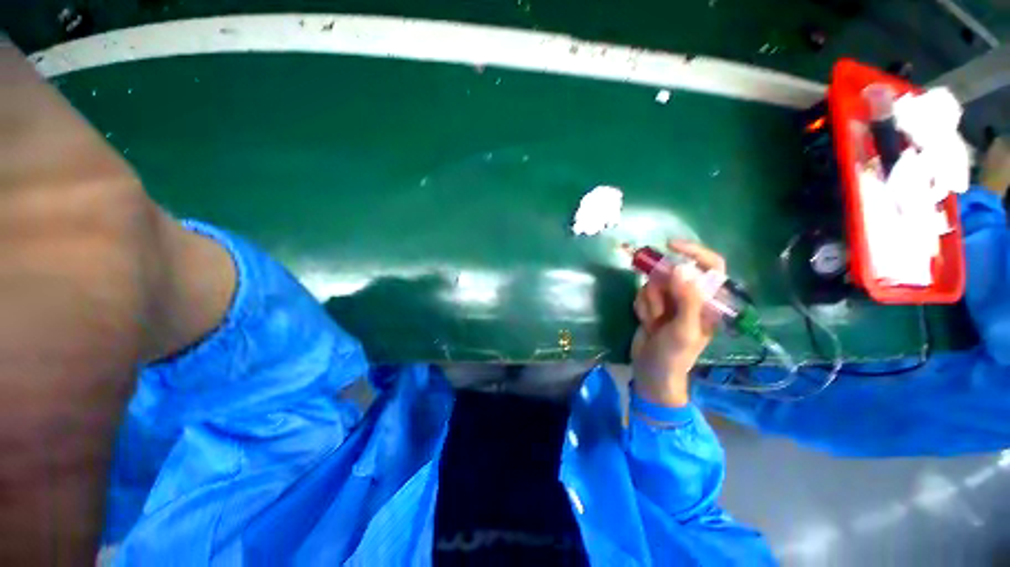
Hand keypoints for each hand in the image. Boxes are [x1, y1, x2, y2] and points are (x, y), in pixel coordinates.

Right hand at [631, 240, 724, 406]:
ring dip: (649, 301)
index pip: (711, 266)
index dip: (694, 252)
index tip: (670, 245)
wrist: (652, 371)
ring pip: (654, 282)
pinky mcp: (654, 305)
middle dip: (660, 289)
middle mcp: (692, 297)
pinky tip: (646, 322)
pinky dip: (641, 306)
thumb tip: (681, 267)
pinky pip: (643, 293)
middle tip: (657, 311)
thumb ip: (687, 299)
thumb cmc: (675, 355)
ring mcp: (671, 300)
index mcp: (710, 302)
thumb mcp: (684, 329)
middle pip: (674, 273)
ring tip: (653, 322)